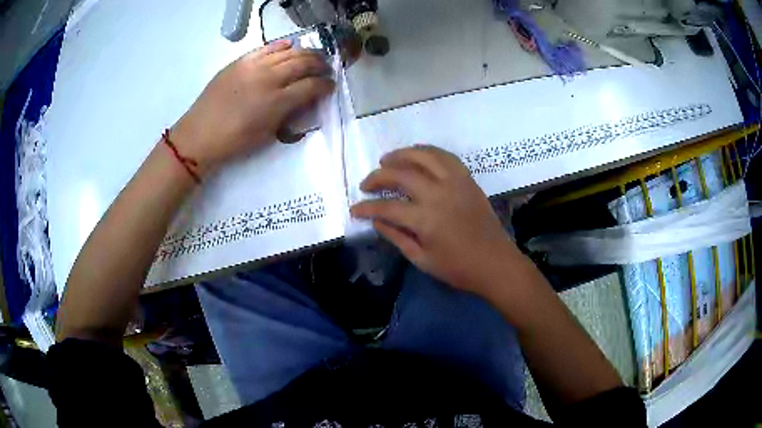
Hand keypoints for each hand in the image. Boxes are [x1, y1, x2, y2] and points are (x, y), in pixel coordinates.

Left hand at [171, 40, 334, 174]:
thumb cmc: (234, 143)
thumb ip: (289, 115)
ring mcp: (253, 66)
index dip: (325, 85)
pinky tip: (289, 46)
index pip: (311, 86)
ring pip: (288, 52)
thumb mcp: (267, 135)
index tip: (330, 86)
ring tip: (312, 57)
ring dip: (305, 53)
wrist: (199, 135)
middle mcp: (269, 79)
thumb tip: (305, 101)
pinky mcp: (240, 61)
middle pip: (303, 63)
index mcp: (277, 102)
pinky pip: (266, 48)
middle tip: (326, 69)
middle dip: (320, 65)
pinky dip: (282, 46)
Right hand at [350, 146, 520, 296]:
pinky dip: (428, 152)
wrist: (496, 263)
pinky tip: (417, 157)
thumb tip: (376, 220)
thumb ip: (397, 237)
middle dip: (378, 176)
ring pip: (424, 156)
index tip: (354, 209)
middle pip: (401, 174)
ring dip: (401, 154)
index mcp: (426, 219)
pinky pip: (445, 157)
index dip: (366, 208)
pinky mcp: (467, 179)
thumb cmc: (458, 268)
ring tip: (387, 160)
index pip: (387, 207)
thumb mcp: (422, 259)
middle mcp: (439, 193)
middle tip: (366, 183)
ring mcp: (455, 182)